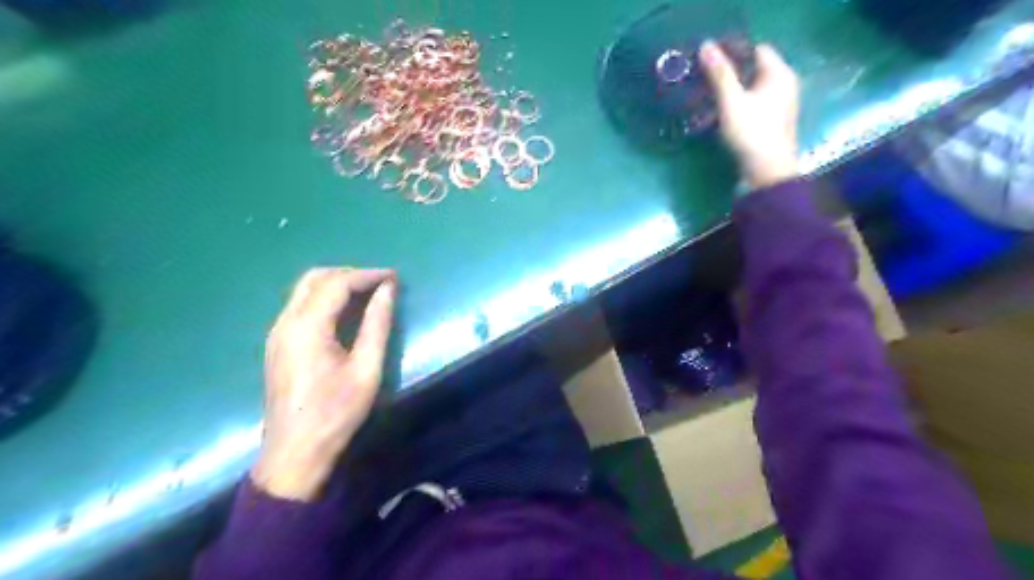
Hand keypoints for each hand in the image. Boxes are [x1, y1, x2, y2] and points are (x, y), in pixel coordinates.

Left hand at [252, 267, 396, 497]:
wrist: (295, 452)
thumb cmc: (336, 412)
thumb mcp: (366, 368)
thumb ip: (377, 324)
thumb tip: (388, 290)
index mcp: (307, 327)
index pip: (337, 283)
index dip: (367, 275)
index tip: (394, 277)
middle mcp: (285, 322)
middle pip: (315, 278)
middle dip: (350, 274)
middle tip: (380, 283)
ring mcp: (277, 333)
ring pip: (304, 290)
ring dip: (336, 284)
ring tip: (368, 293)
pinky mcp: (277, 344)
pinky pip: (300, 306)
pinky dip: (324, 298)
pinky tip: (345, 312)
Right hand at [698, 40, 801, 189]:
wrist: (766, 172)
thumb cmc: (751, 132)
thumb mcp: (731, 102)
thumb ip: (719, 74)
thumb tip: (706, 46)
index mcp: (780, 74)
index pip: (757, 49)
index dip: (734, 51)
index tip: (710, 60)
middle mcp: (785, 85)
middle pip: (755, 69)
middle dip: (731, 72)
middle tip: (705, 78)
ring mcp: (780, 106)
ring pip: (753, 89)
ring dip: (733, 90)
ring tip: (708, 96)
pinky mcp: (773, 123)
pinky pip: (754, 104)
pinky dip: (738, 105)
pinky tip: (721, 114)